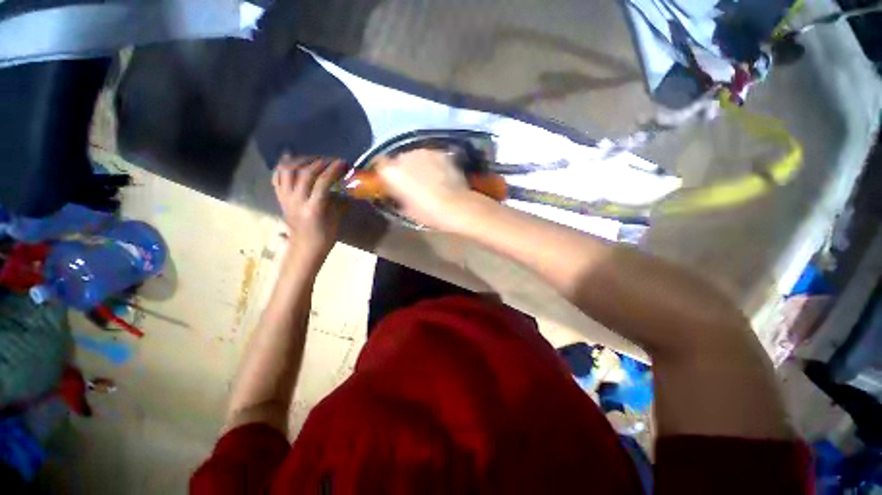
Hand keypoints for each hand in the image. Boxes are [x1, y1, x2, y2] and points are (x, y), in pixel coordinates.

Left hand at [273, 156, 346, 262]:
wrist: (305, 247)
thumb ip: (339, 200)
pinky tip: (291, 158)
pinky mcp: (280, 198)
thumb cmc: (324, 236)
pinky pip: (277, 177)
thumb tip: (347, 187)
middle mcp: (296, 201)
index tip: (343, 162)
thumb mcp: (336, 219)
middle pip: (304, 173)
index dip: (333, 169)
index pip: (322, 182)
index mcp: (313, 208)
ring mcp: (285, 198)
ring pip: (287, 171)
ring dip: (301, 160)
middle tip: (331, 160)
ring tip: (314, 159)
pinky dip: (283, 165)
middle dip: (320, 162)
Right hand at [375, 149, 478, 230]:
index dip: (384, 172)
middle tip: (411, 182)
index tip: (389, 180)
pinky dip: (433, 163)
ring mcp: (423, 151)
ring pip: (415, 156)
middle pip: (398, 159)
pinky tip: (440, 174)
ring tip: (428, 178)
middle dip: (403, 168)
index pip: (379, 163)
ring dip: (418, 164)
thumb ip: (397, 196)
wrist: (456, 206)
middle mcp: (404, 156)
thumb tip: (397, 192)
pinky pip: (431, 156)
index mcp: (391, 172)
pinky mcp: (440, 152)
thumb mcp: (406, 209)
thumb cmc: (428, 212)